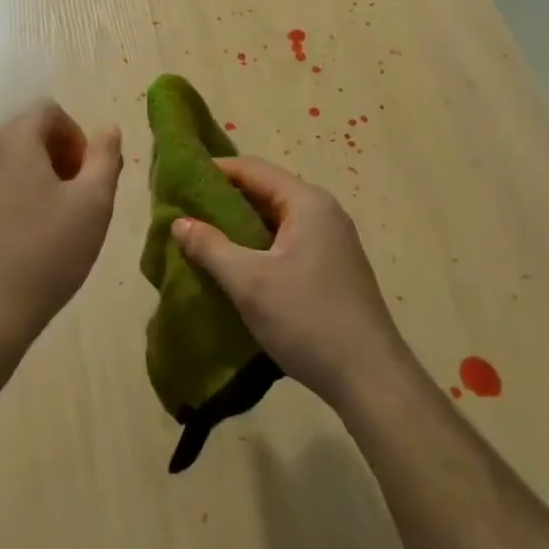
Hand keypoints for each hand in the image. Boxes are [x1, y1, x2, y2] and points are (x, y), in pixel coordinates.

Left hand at [0, 100, 122, 352]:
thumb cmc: (48, 252)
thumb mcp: (94, 202)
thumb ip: (105, 157)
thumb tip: (108, 129)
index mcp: (14, 140)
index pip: (49, 110)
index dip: (77, 135)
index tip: (88, 175)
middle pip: (28, 132)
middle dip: (59, 155)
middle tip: (78, 197)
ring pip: (10, 160)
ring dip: (38, 175)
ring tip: (56, 219)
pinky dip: (15, 195)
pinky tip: (28, 236)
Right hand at [172, 156, 410, 409]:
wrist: (370, 379)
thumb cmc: (306, 319)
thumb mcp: (249, 281)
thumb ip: (210, 247)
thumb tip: (179, 222)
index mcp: (307, 203)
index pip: (252, 169)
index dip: (214, 172)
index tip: (179, 182)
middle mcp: (323, 213)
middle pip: (265, 193)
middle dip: (223, 202)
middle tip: (184, 214)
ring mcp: (332, 243)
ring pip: (275, 222)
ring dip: (239, 229)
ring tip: (201, 241)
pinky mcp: (332, 270)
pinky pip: (286, 245)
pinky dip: (258, 249)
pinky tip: (234, 269)